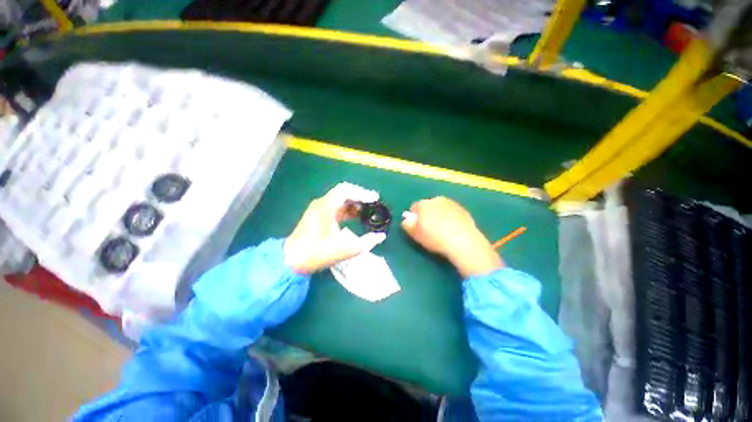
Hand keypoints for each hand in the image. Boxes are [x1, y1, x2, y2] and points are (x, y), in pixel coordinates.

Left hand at [284, 183, 386, 273]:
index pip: (346, 190)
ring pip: (339, 200)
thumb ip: (365, 243)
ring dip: (354, 203)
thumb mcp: (344, 250)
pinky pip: (336, 207)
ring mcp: (318, 210)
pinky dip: (347, 209)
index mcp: (326, 207)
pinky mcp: (317, 217)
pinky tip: (356, 216)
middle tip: (374, 202)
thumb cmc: (316, 254)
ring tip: (368, 209)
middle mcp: (321, 204)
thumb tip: (381, 236)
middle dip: (360, 196)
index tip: (375, 199)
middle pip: (343, 192)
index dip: (362, 192)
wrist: (290, 261)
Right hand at [401, 197, 502, 277]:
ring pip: (440, 208)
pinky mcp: (463, 209)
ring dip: (439, 215)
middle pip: (428, 205)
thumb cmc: (435, 238)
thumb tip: (406, 219)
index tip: (418, 227)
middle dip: (427, 214)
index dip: (414, 217)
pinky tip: (453, 229)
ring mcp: (451, 203)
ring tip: (442, 230)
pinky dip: (450, 217)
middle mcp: (437, 199)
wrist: (462, 241)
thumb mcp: (415, 234)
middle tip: (430, 229)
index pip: (414, 207)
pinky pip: (452, 212)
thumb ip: (407, 224)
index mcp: (423, 204)